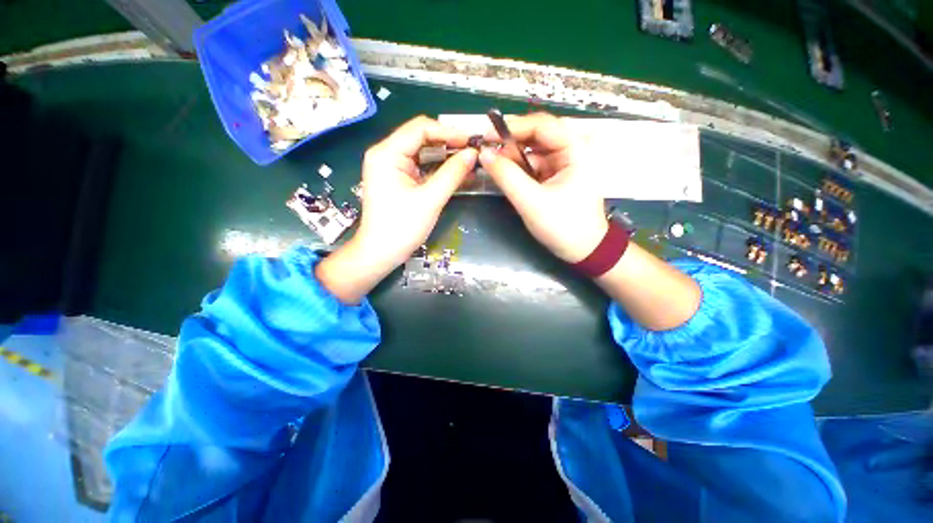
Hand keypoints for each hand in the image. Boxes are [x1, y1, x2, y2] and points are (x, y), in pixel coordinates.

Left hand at [317, 116, 477, 303]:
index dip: (448, 132)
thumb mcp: (430, 199)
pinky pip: (421, 168)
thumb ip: (452, 174)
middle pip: (421, 138)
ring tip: (469, 160)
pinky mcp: (398, 180)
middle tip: (473, 150)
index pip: (420, 128)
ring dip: (446, 156)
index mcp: (387, 153)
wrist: (381, 253)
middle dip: (448, 143)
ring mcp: (392, 167)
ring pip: (423, 153)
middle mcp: (386, 154)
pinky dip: (439, 169)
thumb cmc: (402, 227)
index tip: (471, 141)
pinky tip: (457, 172)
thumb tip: (473, 154)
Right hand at [479, 113, 607, 262]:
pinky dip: (520, 167)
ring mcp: (565, 162)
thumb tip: (484, 153)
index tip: (486, 136)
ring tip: (495, 165)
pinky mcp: (558, 175)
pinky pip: (535, 163)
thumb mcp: (531, 201)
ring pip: (534, 149)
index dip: (512, 127)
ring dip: (514, 156)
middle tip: (489, 150)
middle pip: (538, 134)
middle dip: (512, 141)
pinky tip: (507, 174)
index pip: (541, 125)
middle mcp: (573, 149)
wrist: (583, 250)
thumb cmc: (562, 226)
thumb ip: (506, 176)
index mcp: (576, 149)